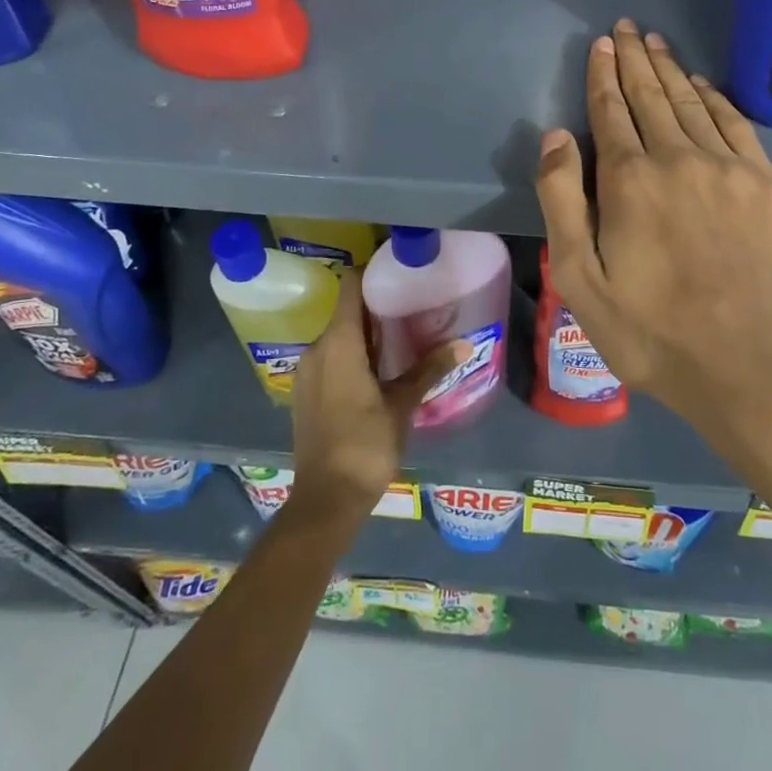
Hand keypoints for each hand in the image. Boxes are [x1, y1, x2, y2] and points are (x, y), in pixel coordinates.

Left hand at [287, 269, 467, 524]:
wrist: (325, 500)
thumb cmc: (366, 444)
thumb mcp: (403, 405)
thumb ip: (430, 368)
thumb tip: (465, 343)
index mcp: (338, 342)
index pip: (351, 286)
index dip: (372, 272)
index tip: (398, 269)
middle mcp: (317, 348)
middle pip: (346, 310)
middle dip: (377, 306)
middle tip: (412, 303)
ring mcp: (308, 371)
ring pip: (338, 336)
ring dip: (366, 333)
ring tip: (401, 334)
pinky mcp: (306, 392)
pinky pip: (331, 357)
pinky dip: (352, 353)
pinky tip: (378, 368)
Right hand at [536, 21, 771, 473]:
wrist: (753, 365)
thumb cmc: (653, 332)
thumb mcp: (580, 279)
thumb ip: (562, 201)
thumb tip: (556, 135)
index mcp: (629, 179)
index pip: (611, 110)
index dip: (603, 75)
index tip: (601, 45)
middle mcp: (678, 157)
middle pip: (651, 95)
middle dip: (634, 58)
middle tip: (626, 27)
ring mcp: (728, 167)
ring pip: (692, 102)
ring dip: (670, 69)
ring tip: (656, 42)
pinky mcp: (766, 184)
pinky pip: (735, 124)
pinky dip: (715, 97)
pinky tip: (703, 84)